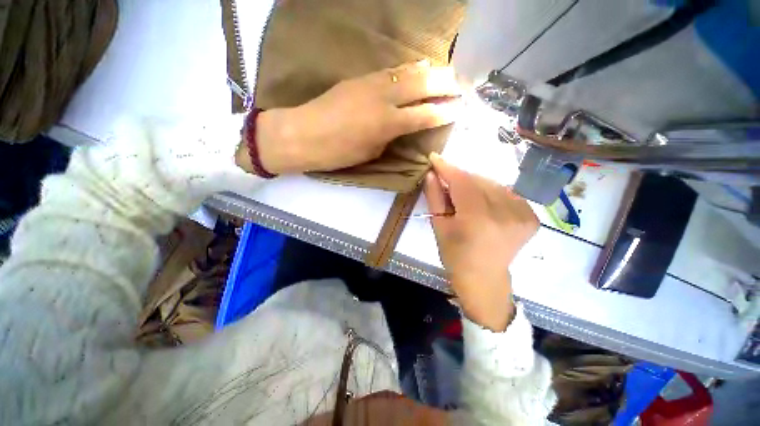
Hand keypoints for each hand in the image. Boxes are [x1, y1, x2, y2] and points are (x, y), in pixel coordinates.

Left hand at [236, 60, 461, 174]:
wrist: (303, 134)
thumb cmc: (338, 153)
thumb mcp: (370, 152)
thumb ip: (389, 137)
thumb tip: (400, 127)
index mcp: (388, 124)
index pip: (425, 115)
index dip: (444, 112)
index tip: (458, 109)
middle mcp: (384, 99)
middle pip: (422, 86)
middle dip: (444, 84)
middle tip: (460, 85)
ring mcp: (372, 84)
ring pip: (408, 72)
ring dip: (429, 71)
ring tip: (445, 72)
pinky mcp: (360, 78)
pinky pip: (390, 70)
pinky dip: (407, 68)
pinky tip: (416, 67)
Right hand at [423, 153, 538, 331]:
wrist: (484, 278)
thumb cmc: (455, 255)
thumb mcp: (439, 226)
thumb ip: (435, 197)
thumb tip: (432, 173)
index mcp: (478, 220)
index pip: (462, 182)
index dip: (447, 168)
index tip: (435, 158)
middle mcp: (505, 214)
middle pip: (478, 181)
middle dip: (460, 177)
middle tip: (447, 182)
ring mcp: (523, 215)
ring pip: (493, 184)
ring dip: (475, 184)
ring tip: (464, 196)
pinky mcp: (532, 217)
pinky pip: (506, 193)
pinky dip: (491, 192)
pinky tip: (483, 203)